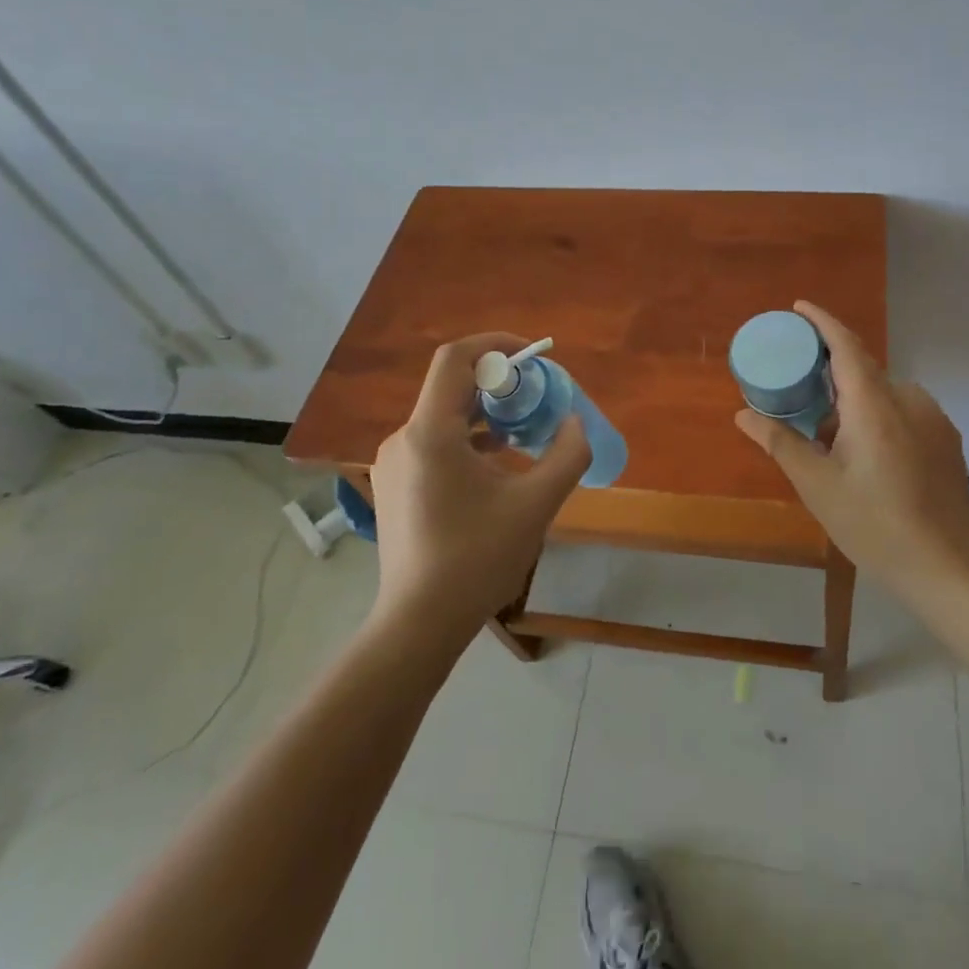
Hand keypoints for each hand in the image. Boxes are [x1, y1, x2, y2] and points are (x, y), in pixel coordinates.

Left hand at [368, 333, 592, 641]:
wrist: (418, 624)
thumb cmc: (477, 559)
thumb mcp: (536, 504)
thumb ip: (567, 455)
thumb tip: (574, 424)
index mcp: (431, 433)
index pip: (456, 358)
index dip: (496, 344)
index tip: (533, 356)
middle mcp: (404, 438)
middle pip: (452, 386)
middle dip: (500, 383)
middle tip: (539, 399)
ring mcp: (394, 464)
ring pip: (444, 417)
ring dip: (487, 414)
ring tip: (524, 434)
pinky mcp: (395, 486)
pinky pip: (435, 443)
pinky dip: (469, 439)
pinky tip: (497, 466)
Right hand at [735, 301, 968, 600]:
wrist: (946, 566)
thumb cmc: (873, 523)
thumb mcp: (817, 485)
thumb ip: (780, 442)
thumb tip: (743, 414)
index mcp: (873, 403)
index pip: (846, 344)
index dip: (822, 321)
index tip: (798, 309)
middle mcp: (907, 398)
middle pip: (862, 370)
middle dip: (829, 377)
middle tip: (800, 398)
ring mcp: (932, 418)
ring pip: (883, 394)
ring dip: (854, 404)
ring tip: (831, 442)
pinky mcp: (946, 438)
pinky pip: (903, 412)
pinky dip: (878, 418)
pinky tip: (868, 458)